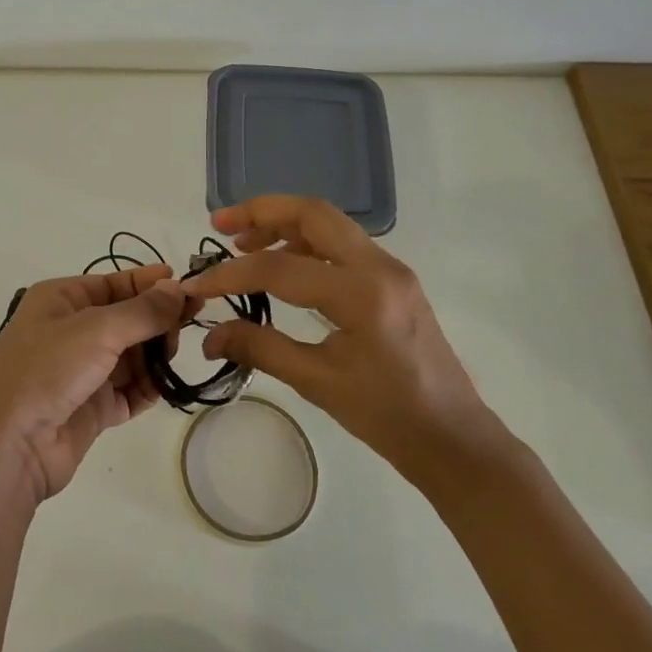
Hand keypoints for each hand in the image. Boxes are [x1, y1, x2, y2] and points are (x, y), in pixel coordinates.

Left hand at [0, 263, 187, 502]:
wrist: (9, 443)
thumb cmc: (46, 369)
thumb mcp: (96, 329)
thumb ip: (143, 310)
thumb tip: (178, 288)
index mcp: (62, 299)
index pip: (115, 283)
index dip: (151, 284)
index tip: (190, 289)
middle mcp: (70, 331)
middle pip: (126, 319)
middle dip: (156, 322)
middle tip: (185, 328)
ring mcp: (81, 372)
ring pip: (132, 355)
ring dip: (155, 356)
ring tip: (171, 360)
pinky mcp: (91, 408)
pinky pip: (129, 391)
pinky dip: (148, 388)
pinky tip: (164, 387)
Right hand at [185, 196, 504, 493]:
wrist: (454, 439)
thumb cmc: (388, 417)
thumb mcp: (318, 383)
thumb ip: (260, 349)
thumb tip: (209, 335)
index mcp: (362, 295)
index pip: (280, 269)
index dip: (230, 275)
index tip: (198, 285)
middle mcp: (379, 267)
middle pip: (312, 213)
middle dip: (260, 212)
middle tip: (219, 224)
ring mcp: (390, 269)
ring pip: (328, 223)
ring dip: (282, 223)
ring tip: (242, 242)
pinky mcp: (392, 280)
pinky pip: (342, 244)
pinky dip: (304, 242)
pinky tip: (281, 264)